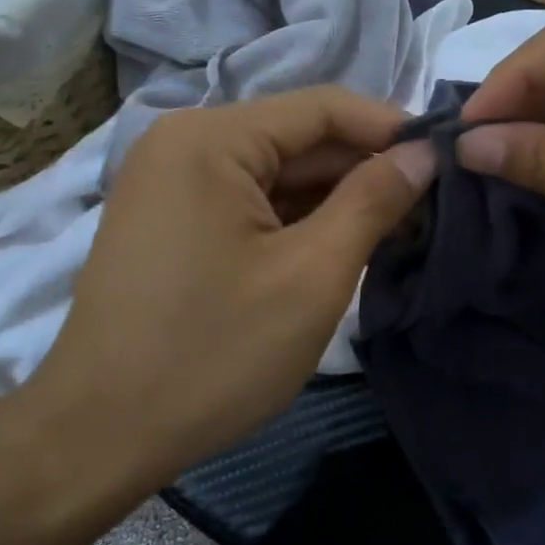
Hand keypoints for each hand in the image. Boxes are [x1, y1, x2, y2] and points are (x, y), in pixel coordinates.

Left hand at [33, 87, 434, 478]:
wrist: (97, 436)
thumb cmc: (211, 354)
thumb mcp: (311, 276)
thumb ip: (373, 201)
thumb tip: (422, 154)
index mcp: (212, 138)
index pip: (323, 108)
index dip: (391, 128)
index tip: (446, 160)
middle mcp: (184, 141)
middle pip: (298, 138)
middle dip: (364, 169)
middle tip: (431, 207)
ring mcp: (171, 180)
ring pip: (275, 172)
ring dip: (334, 198)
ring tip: (395, 230)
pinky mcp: (170, 218)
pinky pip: (248, 200)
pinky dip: (295, 219)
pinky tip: (337, 246)